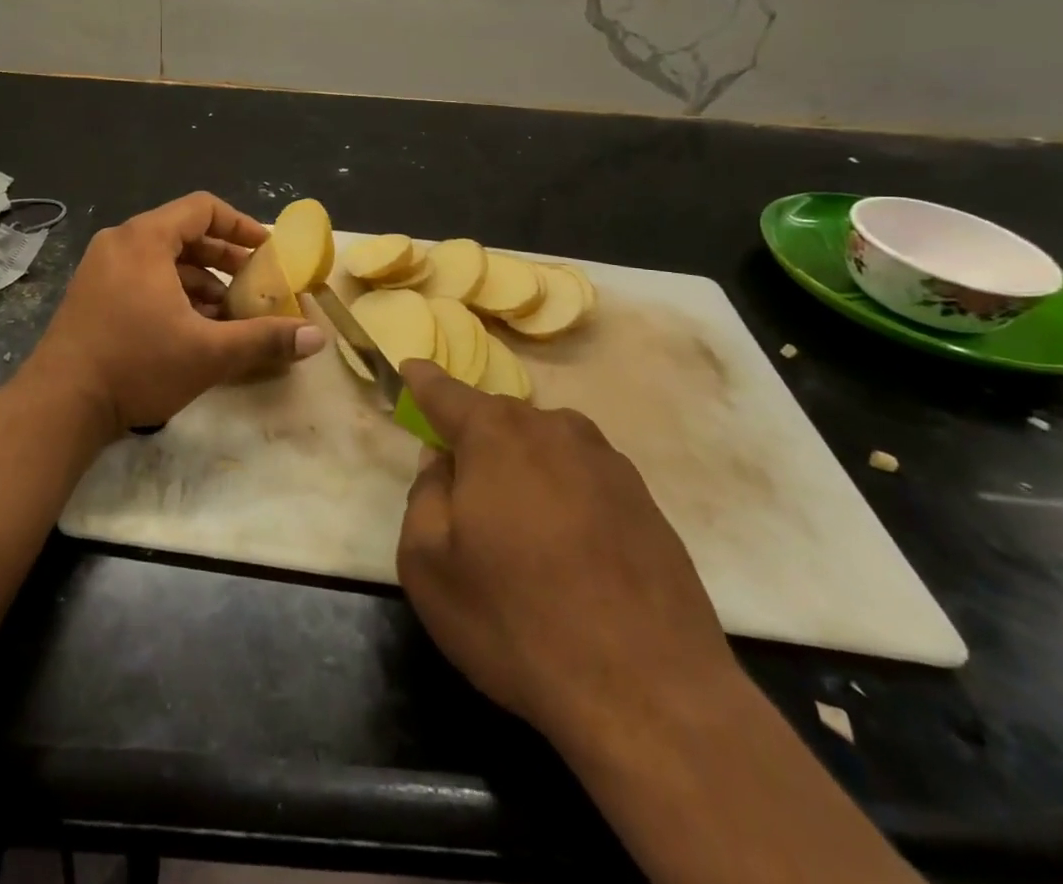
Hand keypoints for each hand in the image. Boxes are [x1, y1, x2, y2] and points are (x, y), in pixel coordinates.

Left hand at [24, 192, 325, 433]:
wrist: (59, 405)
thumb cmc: (137, 365)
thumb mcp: (209, 353)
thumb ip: (264, 339)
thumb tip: (317, 337)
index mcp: (145, 239)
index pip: (202, 209)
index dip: (240, 224)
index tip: (267, 249)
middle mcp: (120, 243)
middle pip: (183, 233)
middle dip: (223, 257)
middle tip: (254, 282)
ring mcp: (100, 268)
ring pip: (162, 259)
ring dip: (199, 280)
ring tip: (228, 312)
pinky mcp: (91, 294)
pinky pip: (141, 277)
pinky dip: (172, 292)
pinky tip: (193, 327)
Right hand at [396, 361, 738, 754]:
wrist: (651, 695)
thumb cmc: (518, 620)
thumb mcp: (429, 565)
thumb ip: (424, 495)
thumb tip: (443, 461)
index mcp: (495, 434)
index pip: (445, 392)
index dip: (423, 380)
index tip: (411, 367)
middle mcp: (554, 430)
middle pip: (498, 421)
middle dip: (475, 442)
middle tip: (463, 494)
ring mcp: (608, 463)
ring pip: (544, 449)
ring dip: (523, 471)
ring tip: (519, 533)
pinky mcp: (646, 502)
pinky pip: (583, 481)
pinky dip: (564, 499)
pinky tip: (567, 555)